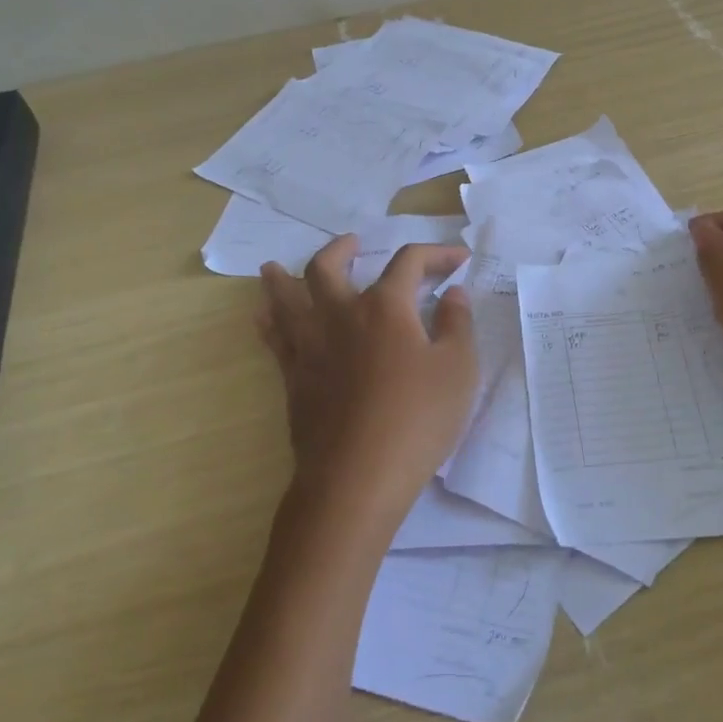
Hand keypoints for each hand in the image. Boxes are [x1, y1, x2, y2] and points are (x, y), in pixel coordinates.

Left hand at [257, 237, 476, 536]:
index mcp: (386, 307)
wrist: (356, 478)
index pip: (410, 262)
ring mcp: (311, 345)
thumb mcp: (458, 369)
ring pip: (287, 297)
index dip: (436, 254)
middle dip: (342, 248)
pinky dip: (269, 321)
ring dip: (283, 277)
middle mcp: (342, 314)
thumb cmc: (417, 420)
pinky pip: (273, 338)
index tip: (459, 260)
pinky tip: (263, 317)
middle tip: (353, 243)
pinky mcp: (293, 377)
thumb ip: (457, 324)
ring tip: (276, 267)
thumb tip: (453, 293)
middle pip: (329, 266)